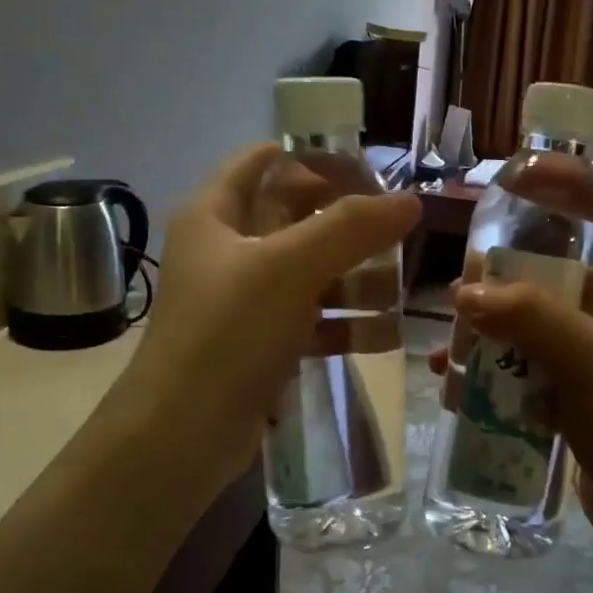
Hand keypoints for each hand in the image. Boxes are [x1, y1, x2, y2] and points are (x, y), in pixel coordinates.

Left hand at [109, 144, 419, 481]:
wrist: (182, 434)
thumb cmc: (229, 331)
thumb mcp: (291, 268)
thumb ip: (351, 228)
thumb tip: (410, 201)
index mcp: (216, 214)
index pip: (264, 161)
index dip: (314, 158)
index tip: (367, 170)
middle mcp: (228, 250)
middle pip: (296, 218)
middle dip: (348, 225)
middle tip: (398, 230)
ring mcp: (245, 300)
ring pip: (310, 273)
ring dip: (356, 279)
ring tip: (400, 290)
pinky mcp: (260, 344)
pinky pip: (312, 321)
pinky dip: (345, 324)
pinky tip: (385, 334)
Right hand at [435, 223, 592, 575]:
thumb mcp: (589, 360)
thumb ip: (528, 317)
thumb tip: (463, 294)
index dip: (555, 190)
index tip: (505, 187)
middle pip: (544, 269)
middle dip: (497, 277)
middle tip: (457, 295)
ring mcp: (585, 353)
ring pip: (525, 321)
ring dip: (485, 331)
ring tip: (448, 351)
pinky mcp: (568, 393)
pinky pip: (521, 367)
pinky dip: (490, 372)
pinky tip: (457, 389)